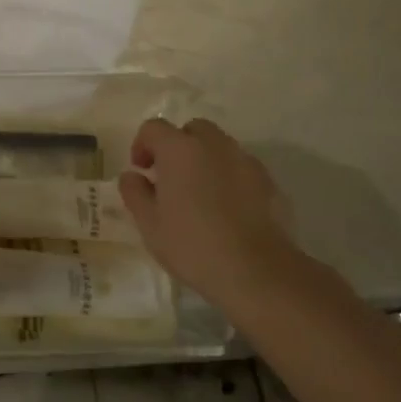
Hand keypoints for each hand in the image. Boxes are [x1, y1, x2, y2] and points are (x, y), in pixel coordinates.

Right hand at [119, 117, 294, 303]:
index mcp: (179, 149)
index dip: (142, 144)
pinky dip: (229, 177)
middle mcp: (213, 145)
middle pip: (192, 130)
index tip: (141, 170)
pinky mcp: (268, 182)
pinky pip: (240, 168)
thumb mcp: (150, 224)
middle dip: (178, 146)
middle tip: (171, 177)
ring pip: (219, 146)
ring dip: (205, 160)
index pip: (154, 128)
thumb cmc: (193, 245)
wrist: (257, 273)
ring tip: (200, 194)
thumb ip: (135, 193)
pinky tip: (227, 208)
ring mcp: (244, 161)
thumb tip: (132, 176)